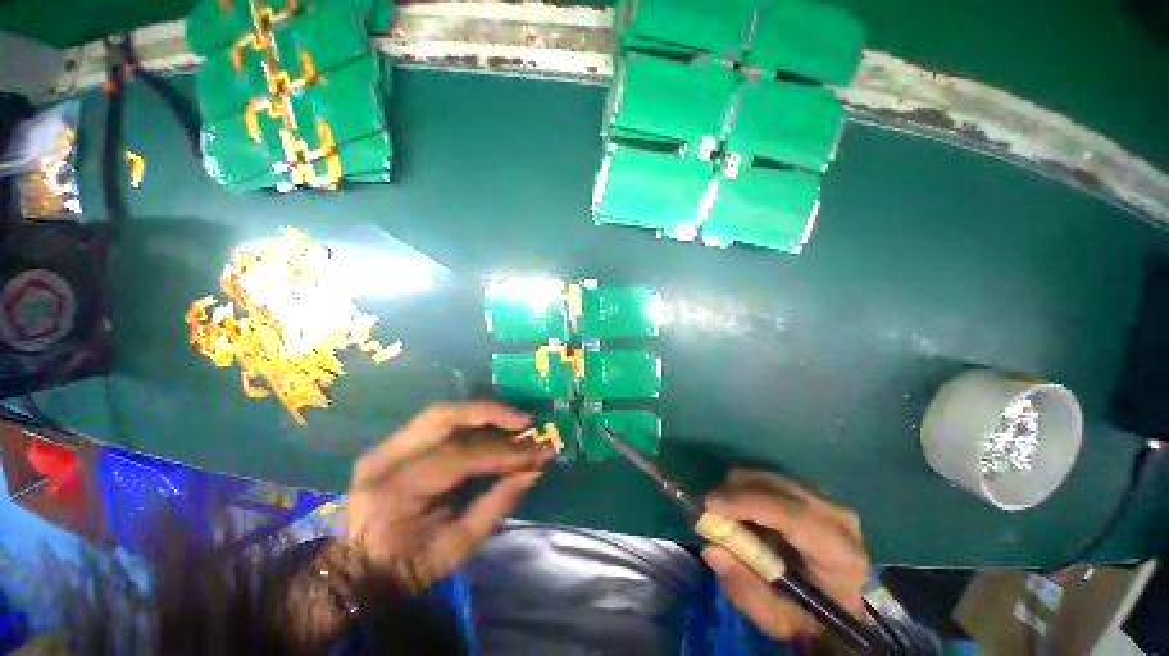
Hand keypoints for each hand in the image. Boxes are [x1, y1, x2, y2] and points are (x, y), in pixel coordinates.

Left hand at [344, 401, 553, 589]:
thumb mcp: (459, 546)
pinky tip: (491, 426)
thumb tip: (534, 471)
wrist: (358, 571)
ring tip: (515, 420)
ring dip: (482, 412)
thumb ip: (498, 503)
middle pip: (444, 417)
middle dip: (492, 414)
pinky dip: (468, 420)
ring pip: (440, 413)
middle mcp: (386, 460)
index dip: (504, 452)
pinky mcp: (389, 444)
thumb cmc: (409, 566)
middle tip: (525, 422)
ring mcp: (384, 447)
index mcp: (398, 491)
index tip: (539, 452)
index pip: (460, 457)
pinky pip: (435, 422)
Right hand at [701, 470, 869, 638]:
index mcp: (840, 554)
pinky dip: (749, 489)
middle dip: (736, 492)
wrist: (835, 605)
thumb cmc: (806, 616)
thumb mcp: (774, 617)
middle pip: (778, 488)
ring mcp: (827, 500)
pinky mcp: (812, 492)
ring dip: (740, 490)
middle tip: (708, 509)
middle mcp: (838, 518)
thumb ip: (744, 586)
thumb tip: (711, 549)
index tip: (709, 504)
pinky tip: (743, 511)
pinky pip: (771, 479)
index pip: (793, 516)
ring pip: (770, 478)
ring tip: (726, 514)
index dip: (747, 504)